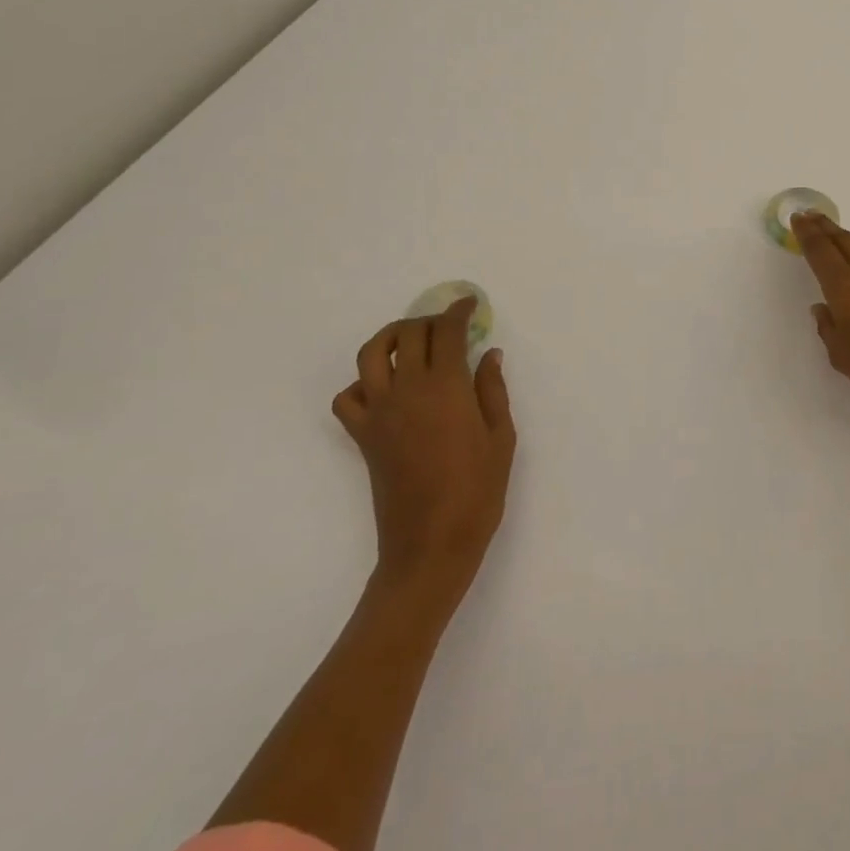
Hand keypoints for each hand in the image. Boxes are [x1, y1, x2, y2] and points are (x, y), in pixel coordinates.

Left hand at [334, 296, 515, 616]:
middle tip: (448, 327)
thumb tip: (489, 353)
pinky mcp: (362, 437)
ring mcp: (379, 413)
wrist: (430, 546)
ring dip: (389, 338)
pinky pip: (347, 398)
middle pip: (408, 334)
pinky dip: (360, 384)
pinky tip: (383, 390)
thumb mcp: (501, 438)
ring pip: (369, 355)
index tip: (470, 304)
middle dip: (428, 320)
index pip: (447, 332)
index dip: (458, 311)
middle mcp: (407, 390)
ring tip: (409, 342)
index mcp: (446, 387)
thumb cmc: (477, 492)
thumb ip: (493, 390)